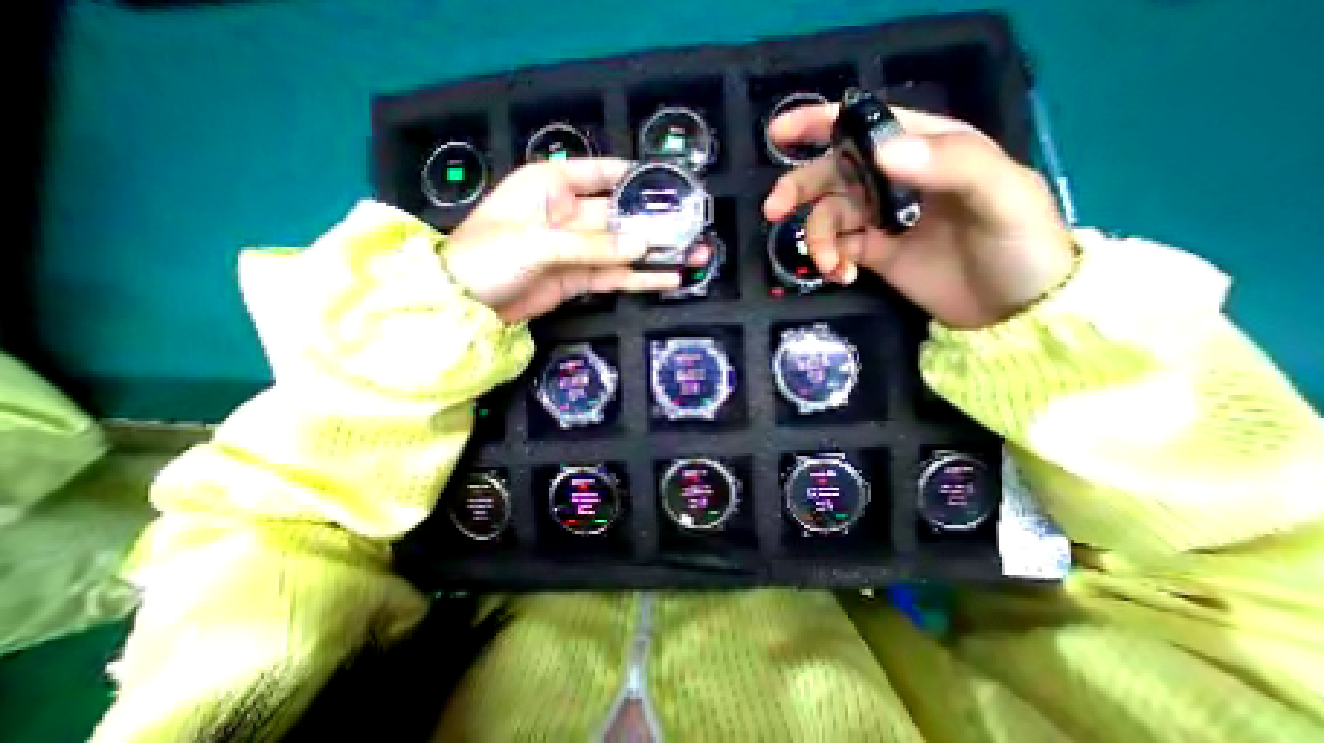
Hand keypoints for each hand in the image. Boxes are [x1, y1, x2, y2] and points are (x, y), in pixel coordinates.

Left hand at [444, 156, 708, 323]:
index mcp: (553, 185)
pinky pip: (617, 275)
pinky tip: (668, 278)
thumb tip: (641, 246)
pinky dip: (642, 278)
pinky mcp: (581, 278)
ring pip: (625, 248)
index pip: (602, 173)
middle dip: (657, 223)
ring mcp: (579, 249)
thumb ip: (593, 245)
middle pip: (622, 216)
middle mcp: (571, 213)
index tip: (670, 184)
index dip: (635, 176)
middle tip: (693, 227)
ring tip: (693, 254)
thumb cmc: (487, 255)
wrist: (466, 303)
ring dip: (657, 254)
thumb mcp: (540, 243)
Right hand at [761, 104, 1080, 326]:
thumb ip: (949, 164)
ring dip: (819, 242)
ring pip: (828, 219)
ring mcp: (881, 220)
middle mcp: (895, 180)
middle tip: (773, 211)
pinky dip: (831, 263)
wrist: (1011, 308)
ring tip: (833, 266)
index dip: (821, 125)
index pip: (867, 126)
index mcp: (927, 150)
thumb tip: (879, 151)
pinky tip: (843, 277)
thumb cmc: (1019, 243)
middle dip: (799, 190)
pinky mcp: (873, 254)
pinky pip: (837, 251)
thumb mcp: (1002, 194)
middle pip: (833, 175)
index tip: (780, 135)